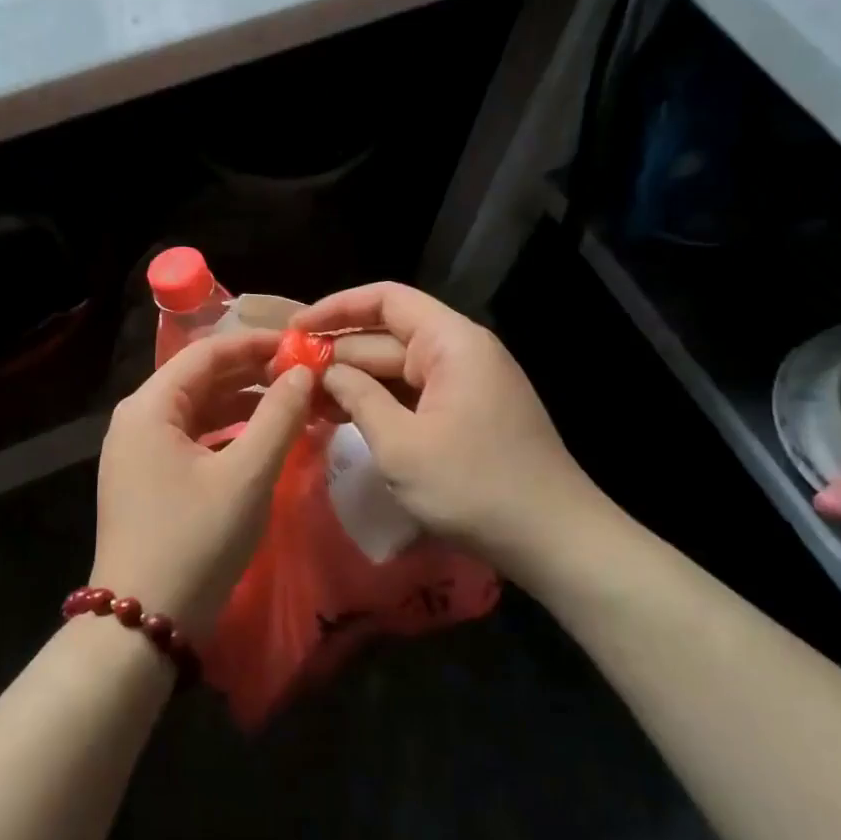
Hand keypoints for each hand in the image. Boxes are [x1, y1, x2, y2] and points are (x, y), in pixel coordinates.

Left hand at [94, 330, 315, 634]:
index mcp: (149, 406)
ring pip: (197, 410)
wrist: (144, 622)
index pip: (206, 353)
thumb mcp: (248, 475)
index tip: (300, 344)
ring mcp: (137, 451)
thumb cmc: (196, 540)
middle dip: (251, 374)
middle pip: (199, 379)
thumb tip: (303, 373)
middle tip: (302, 374)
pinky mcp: (146, 479)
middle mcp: (136, 419)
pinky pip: (191, 439)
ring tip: (292, 404)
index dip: (255, 343)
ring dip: (243, 405)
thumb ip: (279, 416)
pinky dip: (227, 434)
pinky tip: (262, 440)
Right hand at [291, 283, 627, 584]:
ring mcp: (466, 385)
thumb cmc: (474, 486)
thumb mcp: (401, 444)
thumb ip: (358, 398)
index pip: (387, 300)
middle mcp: (460, 353)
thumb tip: (327, 372)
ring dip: (353, 383)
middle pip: (387, 337)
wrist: (555, 540)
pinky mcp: (467, 415)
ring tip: (302, 400)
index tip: (294, 330)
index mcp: (451, 343)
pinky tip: (341, 419)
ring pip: (397, 370)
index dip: (336, 308)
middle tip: (285, 375)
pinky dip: (378, 404)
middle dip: (337, 354)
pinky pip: (413, 396)